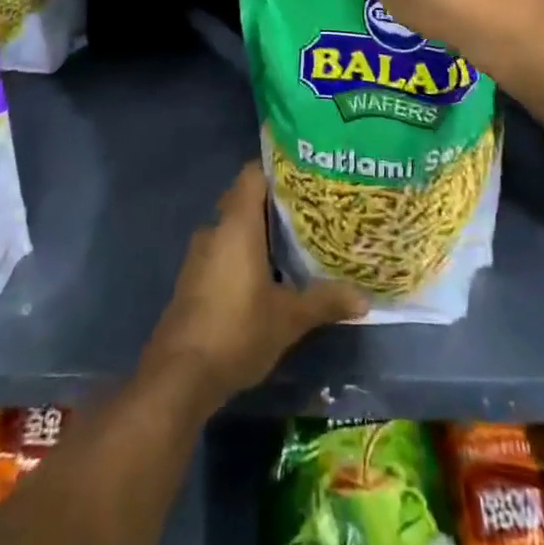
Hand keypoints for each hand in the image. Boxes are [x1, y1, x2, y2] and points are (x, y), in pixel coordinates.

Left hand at [141, 164, 364, 405]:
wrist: (179, 376)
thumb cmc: (237, 331)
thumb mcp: (289, 318)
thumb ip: (325, 301)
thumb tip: (365, 298)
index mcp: (237, 223)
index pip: (253, 173)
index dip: (277, 168)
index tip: (305, 174)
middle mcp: (215, 229)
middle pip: (244, 199)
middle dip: (273, 203)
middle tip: (308, 210)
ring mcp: (199, 255)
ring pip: (232, 228)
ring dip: (257, 232)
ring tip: (293, 242)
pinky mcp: (193, 279)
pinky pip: (222, 251)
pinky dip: (242, 255)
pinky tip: (266, 275)